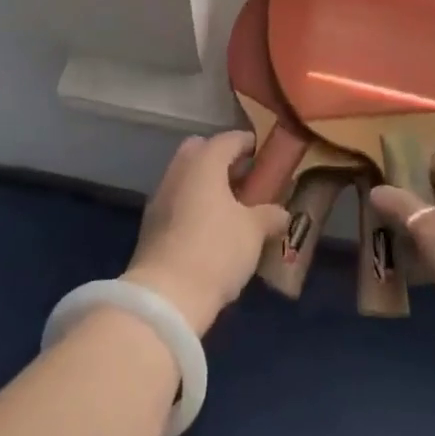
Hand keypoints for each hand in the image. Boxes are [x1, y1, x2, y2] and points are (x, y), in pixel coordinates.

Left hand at [125, 131, 288, 334]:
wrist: (166, 296)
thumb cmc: (216, 250)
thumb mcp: (253, 232)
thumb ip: (269, 216)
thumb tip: (282, 213)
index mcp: (204, 162)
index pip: (228, 139)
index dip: (248, 143)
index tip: (263, 154)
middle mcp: (179, 171)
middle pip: (200, 151)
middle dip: (221, 158)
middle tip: (244, 177)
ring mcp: (161, 196)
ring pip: (186, 176)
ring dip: (206, 183)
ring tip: (231, 205)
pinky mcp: (151, 224)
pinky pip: (177, 199)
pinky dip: (193, 203)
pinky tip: (210, 226)